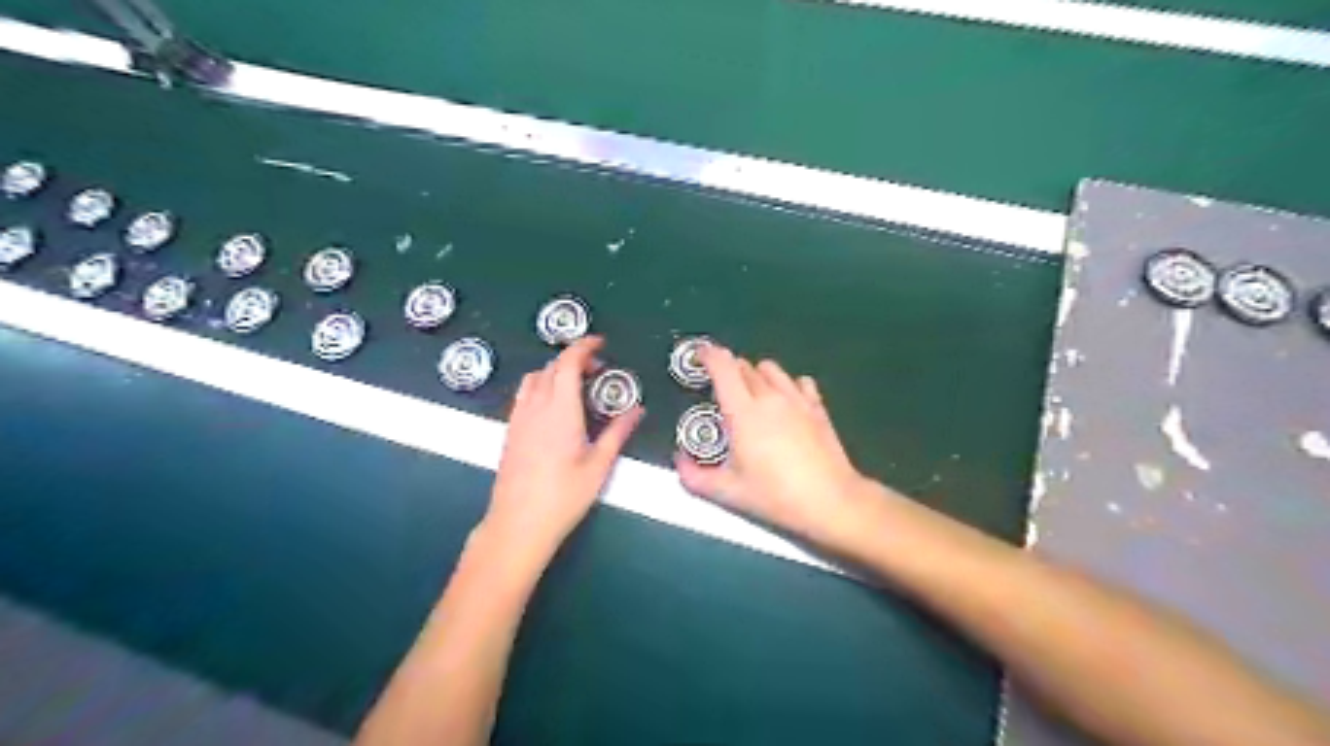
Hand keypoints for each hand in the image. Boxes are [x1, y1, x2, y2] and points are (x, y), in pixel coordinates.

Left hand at [488, 336, 648, 560]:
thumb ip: (618, 433)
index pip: (567, 363)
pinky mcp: (510, 432)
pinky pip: (524, 395)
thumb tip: (637, 410)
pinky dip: (542, 387)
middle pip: (550, 368)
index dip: (583, 347)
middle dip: (574, 360)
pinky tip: (555, 407)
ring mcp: (518, 419)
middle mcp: (535, 408)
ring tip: (576, 386)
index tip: (600, 343)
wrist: (518, 525)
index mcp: (559, 410)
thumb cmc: (563, 497)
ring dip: (555, 372)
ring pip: (534, 379)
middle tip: (598, 370)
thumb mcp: (598, 466)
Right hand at [678, 345, 878, 550]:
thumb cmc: (775, 496)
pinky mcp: (817, 407)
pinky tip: (785, 402)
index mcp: (743, 412)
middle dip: (729, 372)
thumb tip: (679, 461)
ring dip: (756, 375)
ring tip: (752, 395)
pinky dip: (787, 385)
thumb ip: (695, 477)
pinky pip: (799, 382)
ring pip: (771, 369)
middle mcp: (769, 397)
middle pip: (744, 366)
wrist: (830, 501)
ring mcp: (797, 399)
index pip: (723, 367)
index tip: (699, 356)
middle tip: (721, 393)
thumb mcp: (728, 493)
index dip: (708, 356)